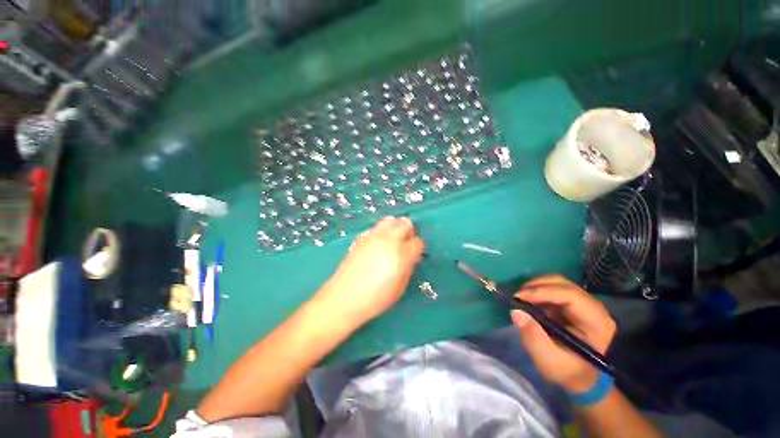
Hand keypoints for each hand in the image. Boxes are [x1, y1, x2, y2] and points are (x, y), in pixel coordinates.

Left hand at [317, 216, 424, 323]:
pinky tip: (376, 246)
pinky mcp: (361, 237)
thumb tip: (411, 256)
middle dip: (408, 232)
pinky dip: (381, 233)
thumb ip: (408, 267)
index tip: (414, 255)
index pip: (417, 242)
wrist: (345, 297)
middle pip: (405, 223)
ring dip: (394, 228)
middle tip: (404, 245)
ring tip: (391, 242)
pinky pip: (376, 228)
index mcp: (401, 254)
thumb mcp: (400, 287)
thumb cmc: (377, 298)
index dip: (417, 249)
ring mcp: (373, 236)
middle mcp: (388, 240)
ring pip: (390, 220)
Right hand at [511, 275, 615, 392]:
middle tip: (516, 296)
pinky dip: (537, 291)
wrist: (582, 380)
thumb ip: (534, 338)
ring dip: (535, 287)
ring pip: (556, 282)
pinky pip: (553, 288)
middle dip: (536, 286)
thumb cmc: (569, 373)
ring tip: (520, 298)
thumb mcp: (550, 362)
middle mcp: (593, 307)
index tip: (518, 297)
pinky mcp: (572, 304)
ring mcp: (583, 303)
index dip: (542, 292)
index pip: (570, 295)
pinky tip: (528, 301)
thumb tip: (516, 311)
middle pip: (562, 284)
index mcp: (596, 322)